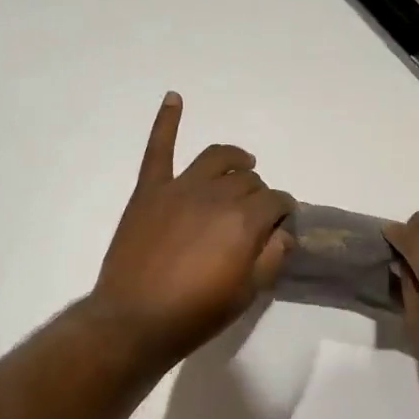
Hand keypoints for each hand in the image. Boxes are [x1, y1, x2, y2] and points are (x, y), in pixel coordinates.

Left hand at [91, 93, 294, 368]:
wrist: (134, 321)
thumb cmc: (195, 313)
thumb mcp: (247, 294)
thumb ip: (272, 257)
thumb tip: (284, 231)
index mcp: (244, 220)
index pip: (276, 201)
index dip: (283, 211)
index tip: (282, 224)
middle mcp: (216, 194)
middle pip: (248, 180)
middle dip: (260, 194)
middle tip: (256, 215)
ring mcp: (180, 188)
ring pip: (216, 158)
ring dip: (235, 159)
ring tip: (243, 163)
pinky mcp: (149, 191)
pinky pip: (159, 148)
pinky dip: (167, 121)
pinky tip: (174, 97)